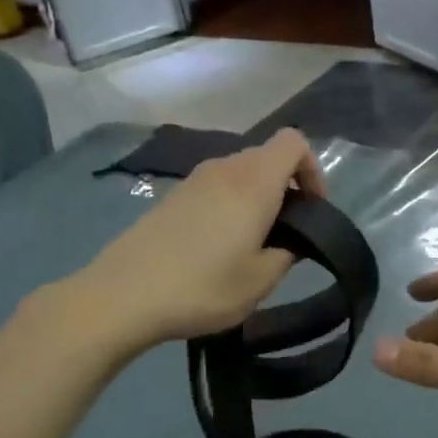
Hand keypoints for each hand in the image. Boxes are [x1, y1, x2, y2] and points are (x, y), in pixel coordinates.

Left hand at [76, 129, 325, 350]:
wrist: (125, 295)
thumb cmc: (203, 287)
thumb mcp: (260, 281)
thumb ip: (287, 254)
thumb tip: (291, 241)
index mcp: (254, 183)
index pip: (293, 142)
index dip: (312, 169)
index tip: (312, 209)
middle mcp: (225, 169)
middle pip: (267, 157)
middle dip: (286, 187)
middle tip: (287, 233)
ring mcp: (194, 180)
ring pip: (240, 173)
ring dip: (256, 198)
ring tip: (254, 243)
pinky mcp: (172, 196)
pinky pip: (215, 188)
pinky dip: (230, 205)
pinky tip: (219, 246)